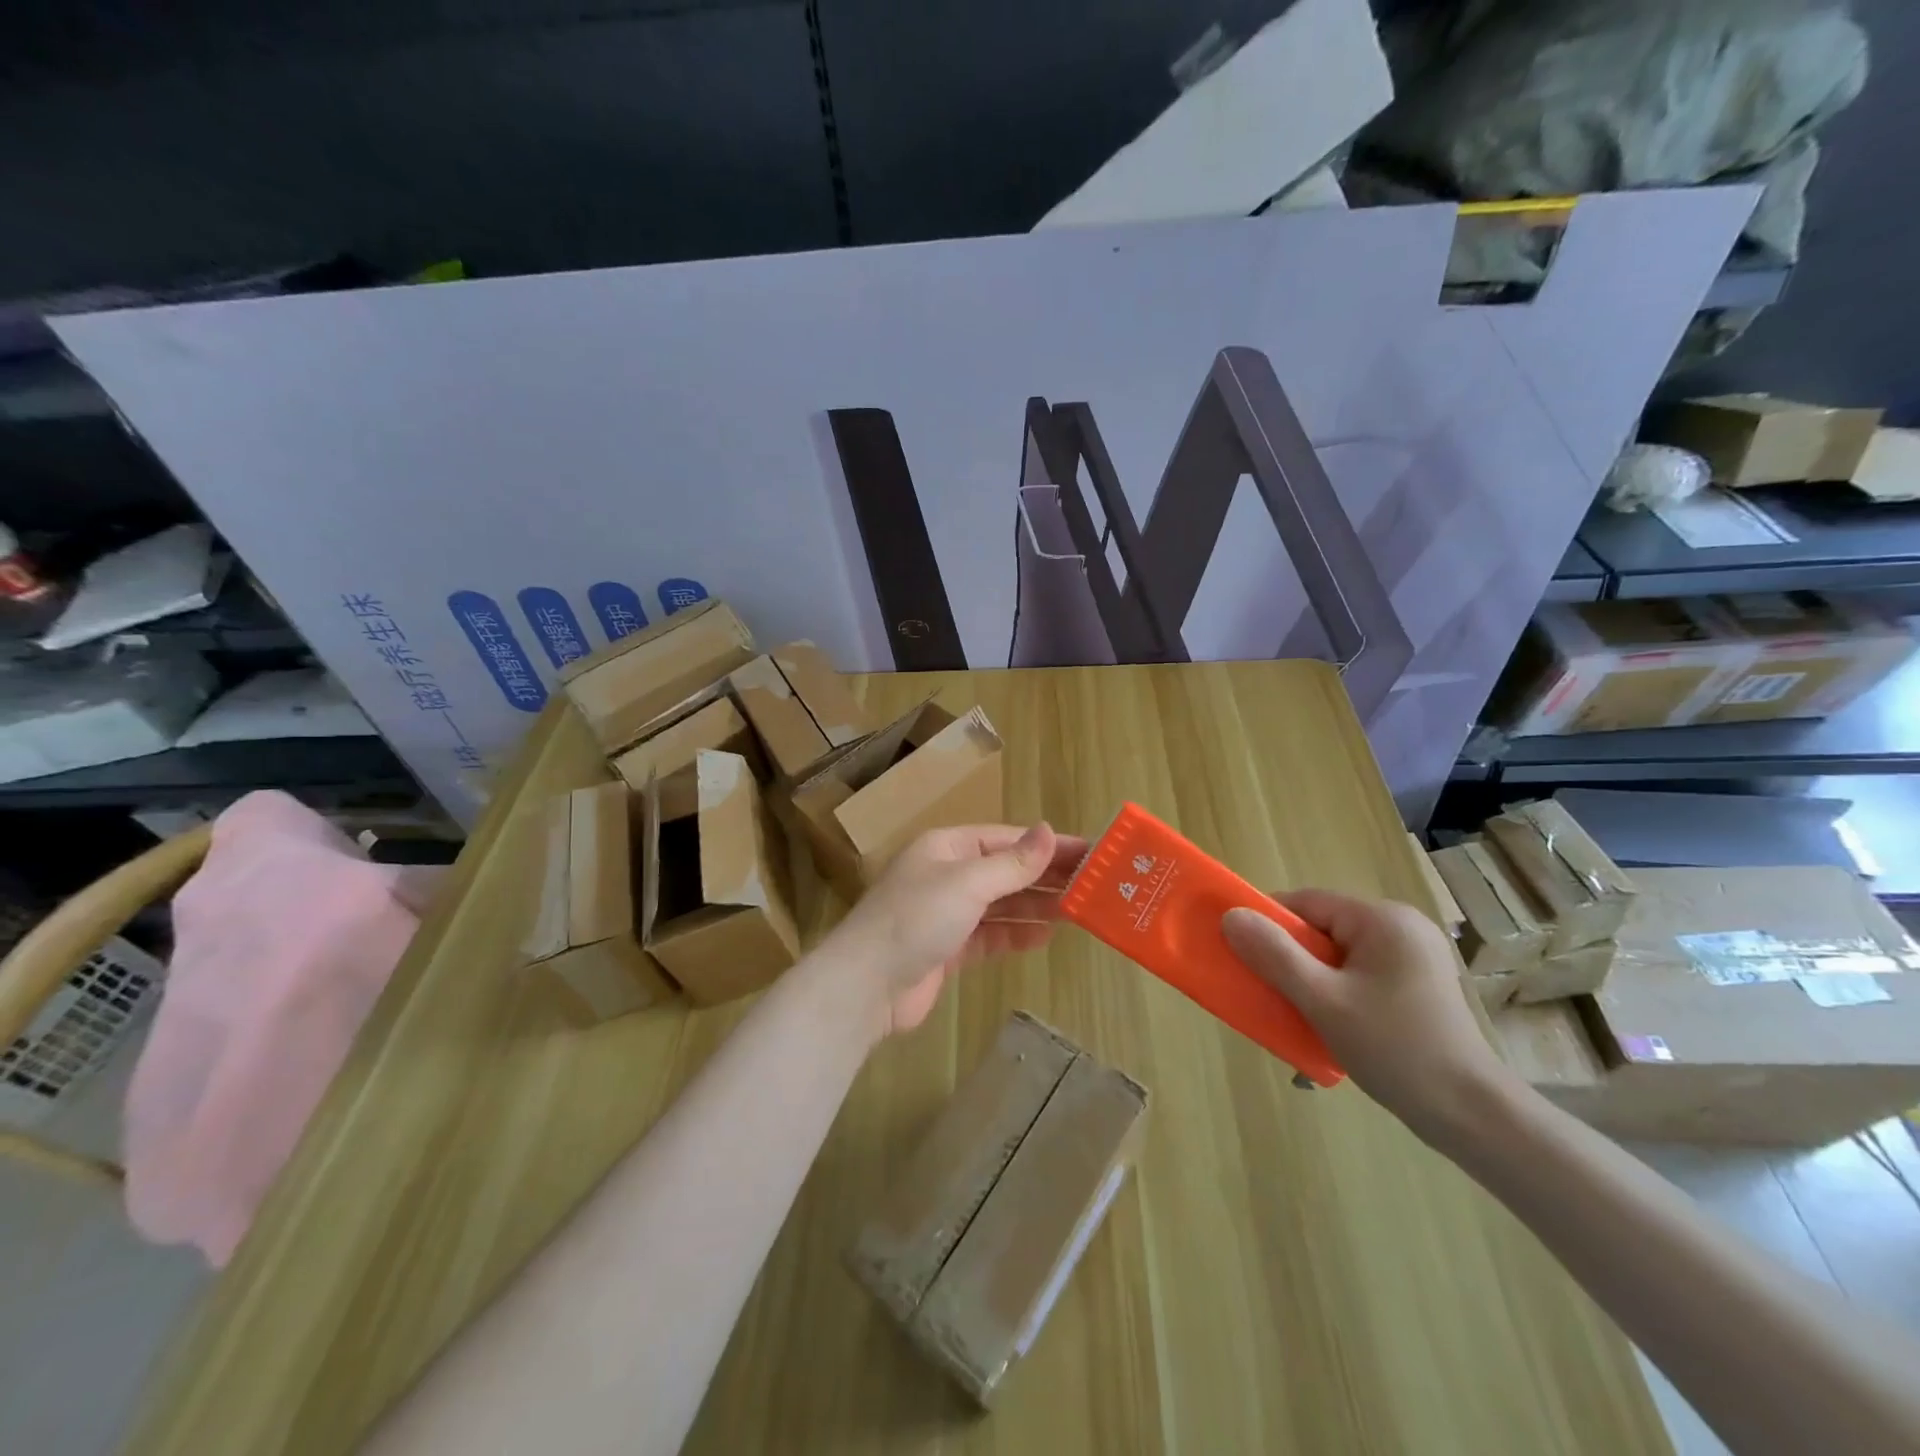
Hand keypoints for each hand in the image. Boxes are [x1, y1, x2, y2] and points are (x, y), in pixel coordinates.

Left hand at [821, 823, 1086, 1038]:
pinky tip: (1044, 936)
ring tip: (1077, 910)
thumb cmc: (916, 919)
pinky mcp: (947, 948)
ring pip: (1000, 904)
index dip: (1047, 845)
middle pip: (1005, 870)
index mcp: (947, 848)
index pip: (1007, 839)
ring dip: (1035, 905)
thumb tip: (1048, 831)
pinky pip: (990, 935)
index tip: (1089, 853)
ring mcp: (946, 913)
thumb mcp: (968, 883)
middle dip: (1045, 877)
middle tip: (1093, 885)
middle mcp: (946, 875)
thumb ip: (1012, 863)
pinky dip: (1015, 934)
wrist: (866, 985)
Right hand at [1220, 889, 1517, 1142]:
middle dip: (1291, 959)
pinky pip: (1359, 973)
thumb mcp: (1323, 1001)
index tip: (1245, 958)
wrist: (1473, 1117)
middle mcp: (1402, 927)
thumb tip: (1231, 915)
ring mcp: (1415, 956)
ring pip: (1338, 954)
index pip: (1306, 903)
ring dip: (1312, 979)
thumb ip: (1274, 955)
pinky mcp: (1419, 983)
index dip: (1269, 926)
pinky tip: (1332, 1024)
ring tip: (1302, 1015)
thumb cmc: (1395, 1049)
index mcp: (1383, 919)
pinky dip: (1337, 991)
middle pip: (1322, 928)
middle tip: (1274, 995)